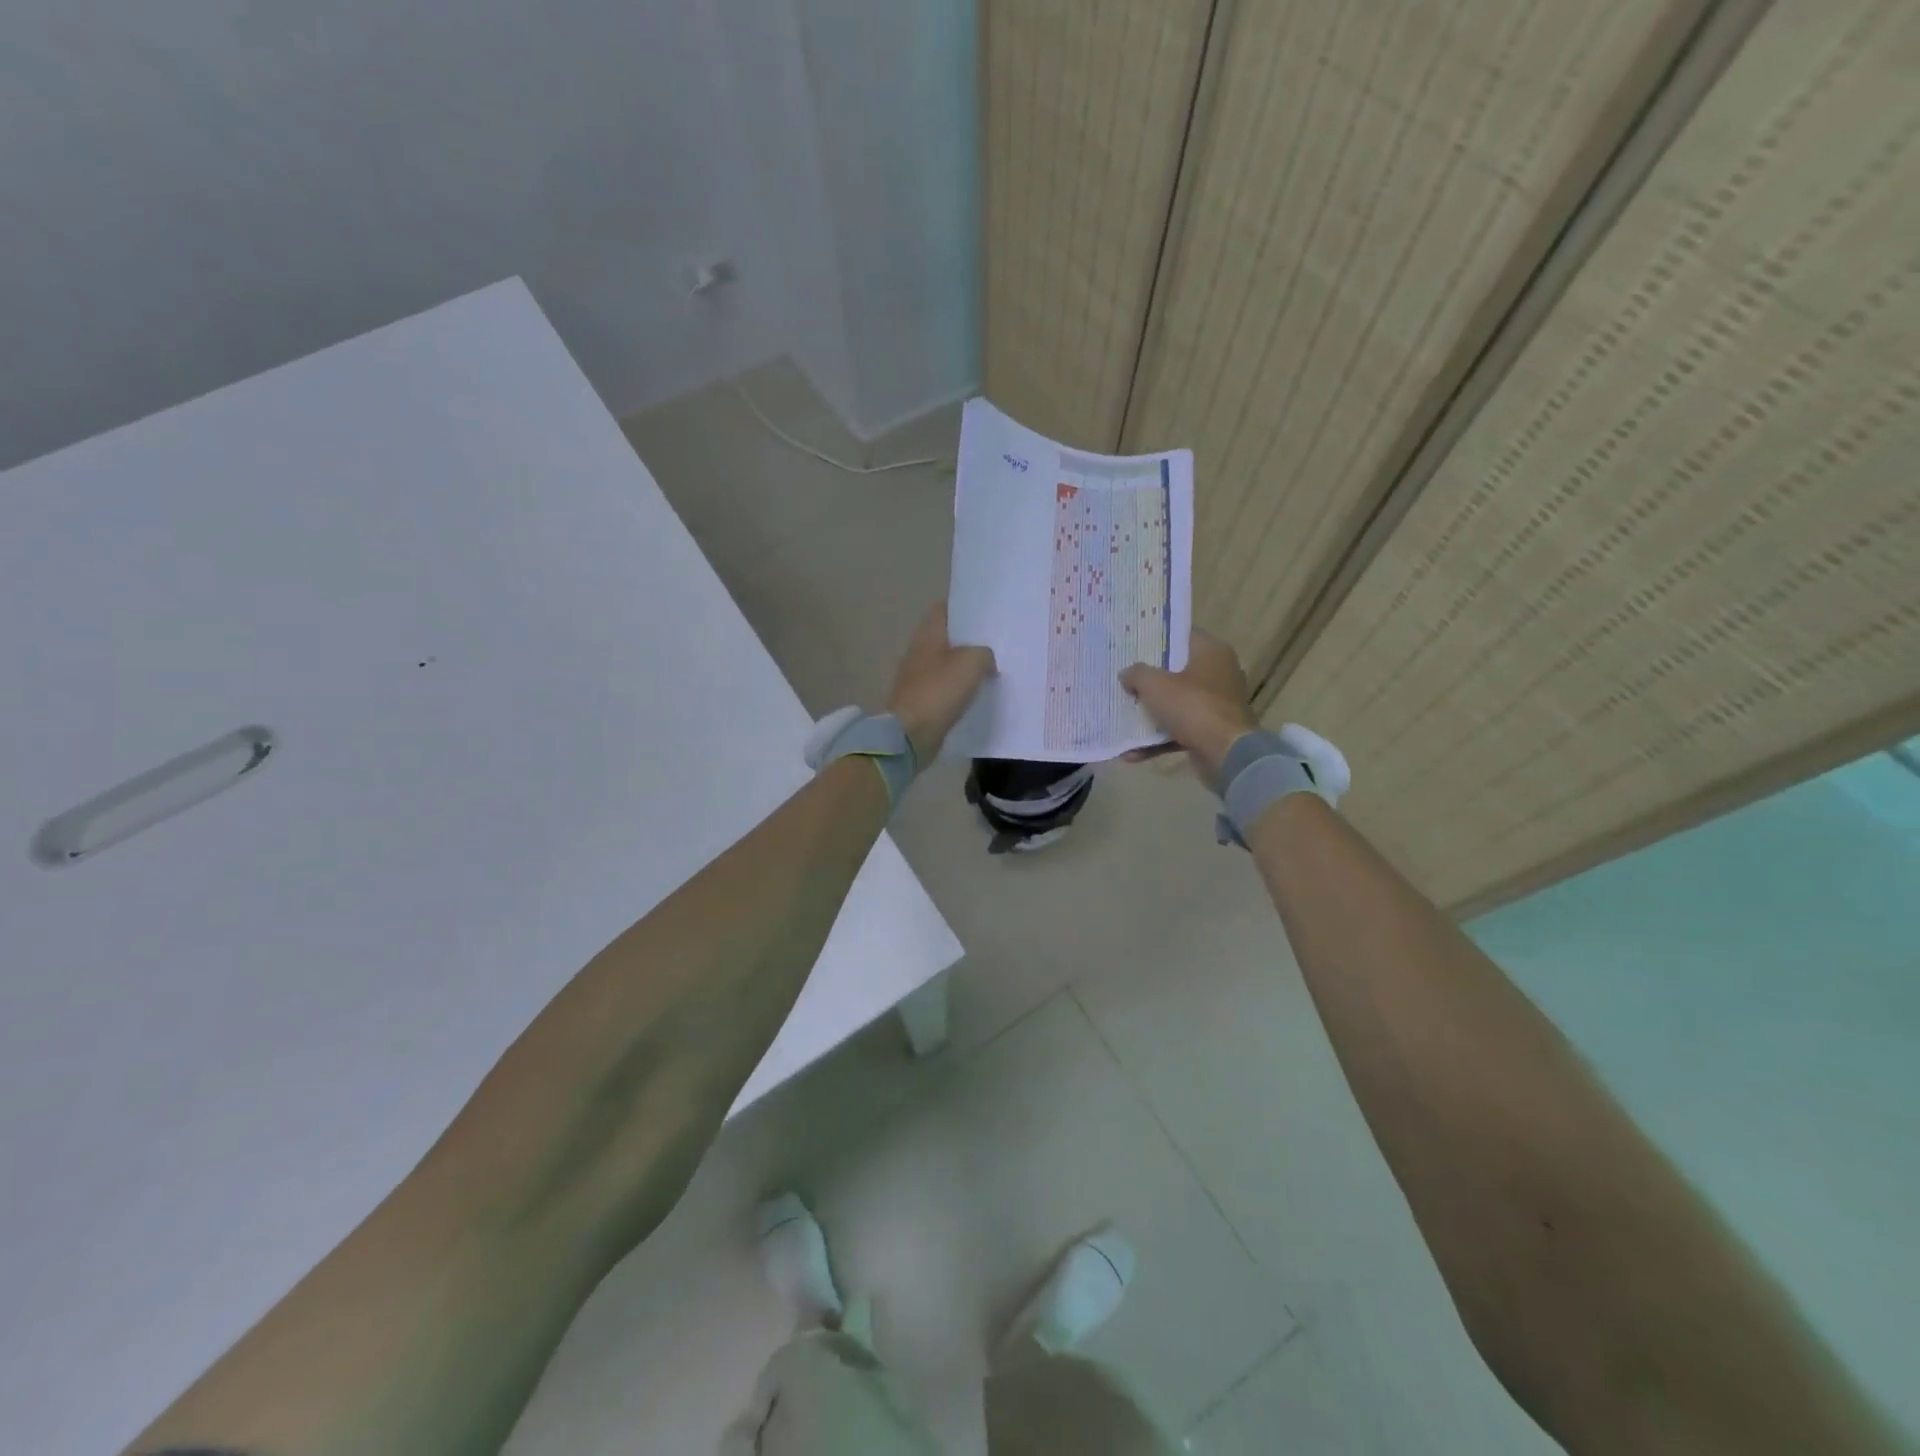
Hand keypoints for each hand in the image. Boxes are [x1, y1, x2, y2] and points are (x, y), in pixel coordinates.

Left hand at [888, 603, 996, 762]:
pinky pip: (945, 687)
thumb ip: (985, 653)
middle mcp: (919, 651)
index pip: (943, 608)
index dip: (963, 606)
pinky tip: (978, 692)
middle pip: (946, 636)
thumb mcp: (972, 662)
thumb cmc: (939, 691)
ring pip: (947, 662)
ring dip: (966, 665)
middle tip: (996, 640)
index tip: (986, 612)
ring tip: (993, 666)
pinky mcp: (921, 700)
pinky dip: (959, 688)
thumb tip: (986, 660)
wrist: (911, 734)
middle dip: (969, 638)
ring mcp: (917, 677)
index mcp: (927, 634)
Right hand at [1119, 630, 1258, 784]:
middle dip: (1149, 679)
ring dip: (1150, 714)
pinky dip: (1158, 740)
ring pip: (1177, 703)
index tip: (1132, 645)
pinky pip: (1180, 730)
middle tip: (1123, 678)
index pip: (1181, 635)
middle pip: (1177, 671)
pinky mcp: (1213, 731)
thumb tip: (1127, 674)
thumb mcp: (1155, 684)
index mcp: (1211, 651)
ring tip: (1122, 717)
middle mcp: (1219, 673)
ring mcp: (1217, 704)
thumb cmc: (1192, 706)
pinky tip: (1131, 753)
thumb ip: (1137, 674)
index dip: (1156, 639)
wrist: (1226, 753)